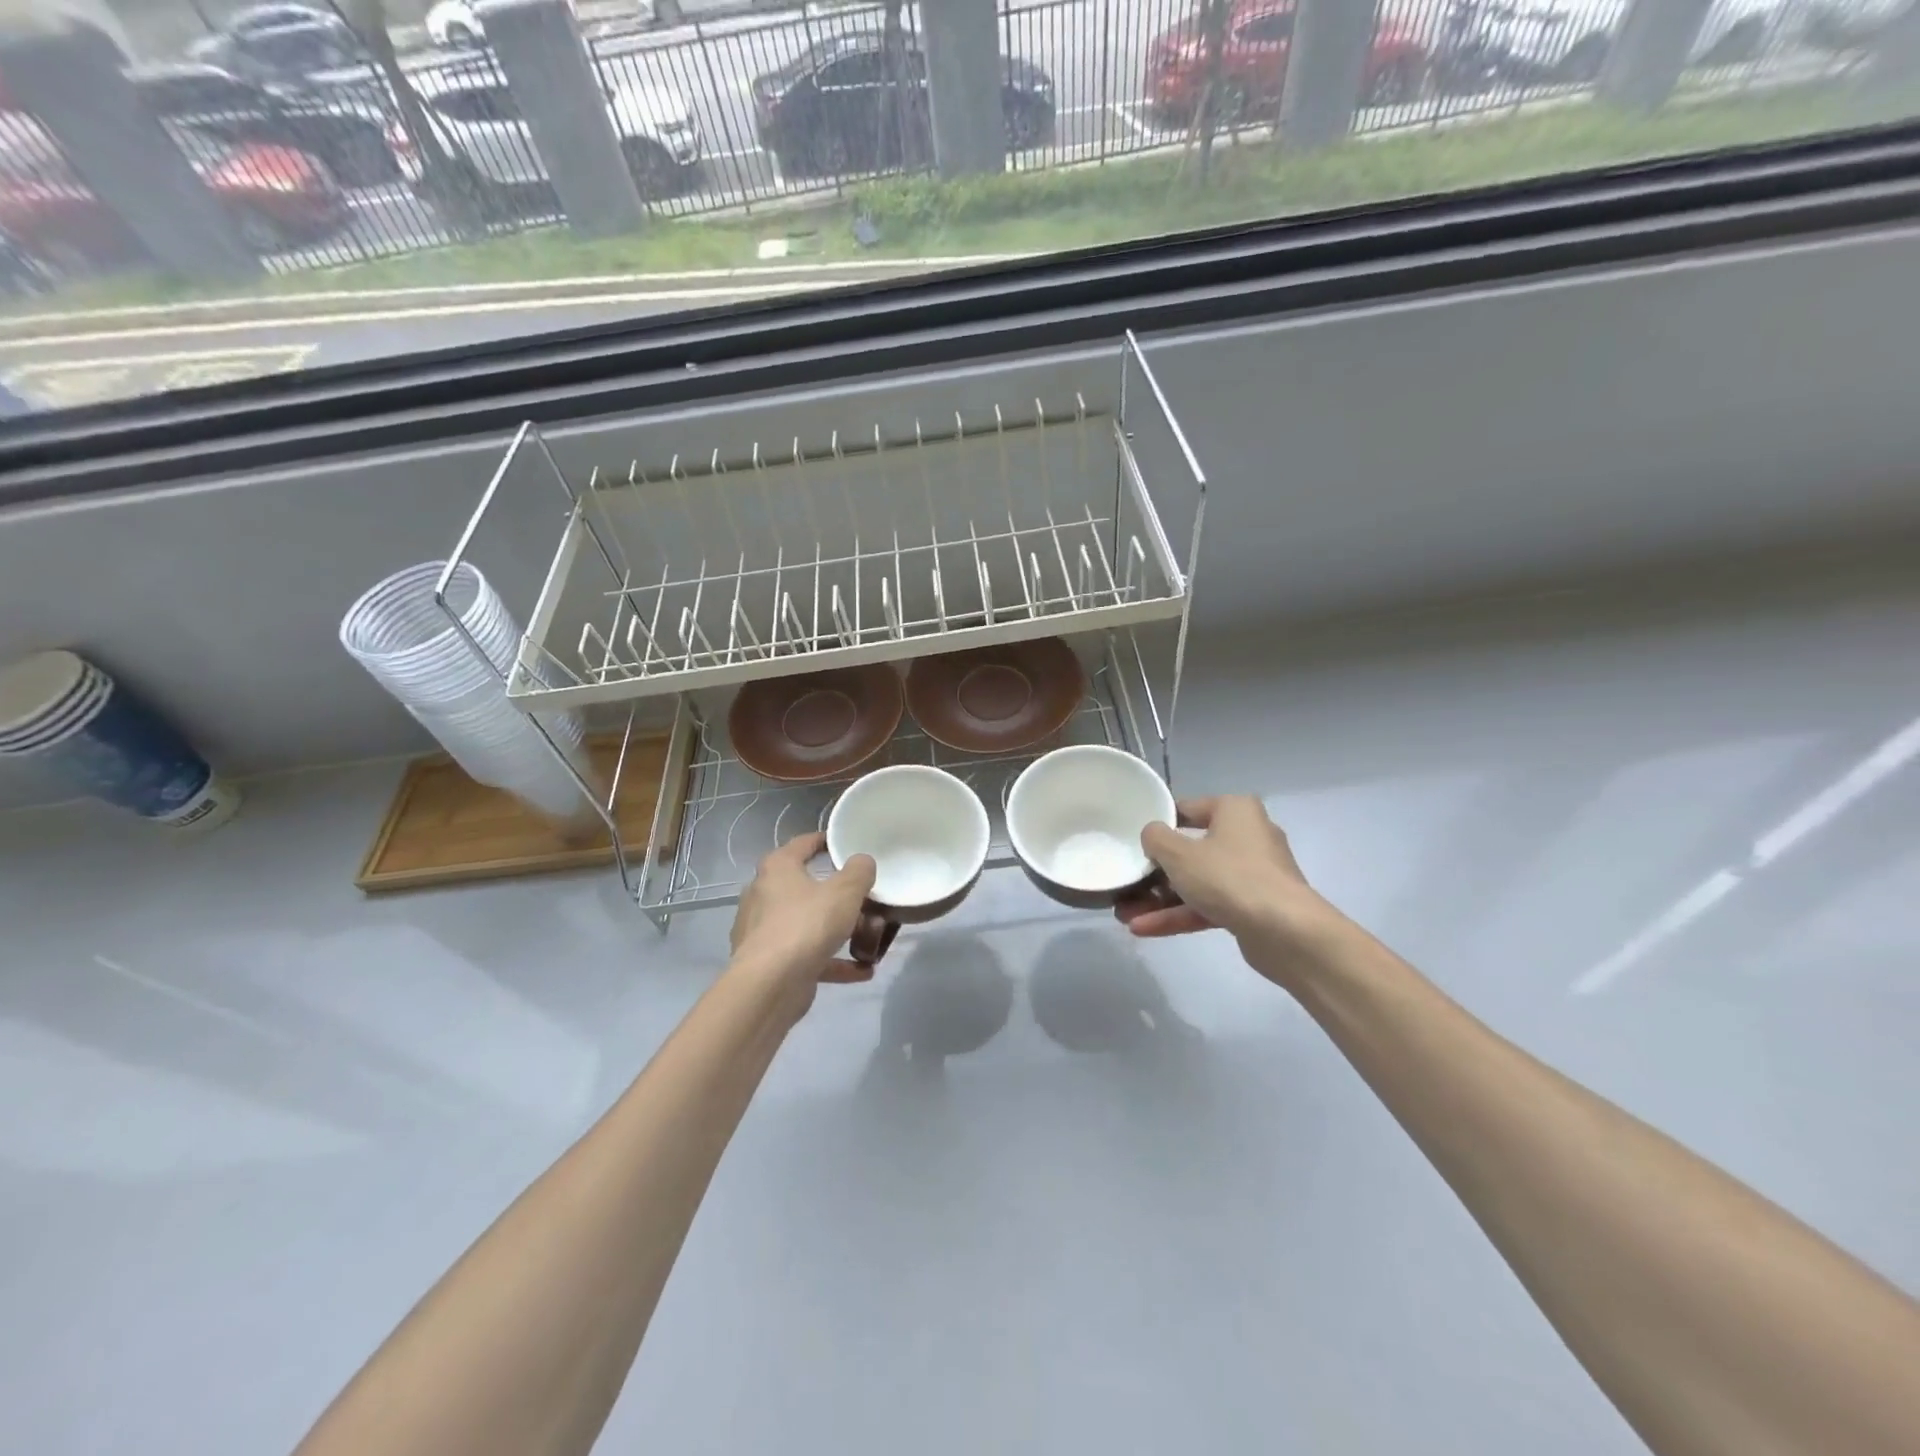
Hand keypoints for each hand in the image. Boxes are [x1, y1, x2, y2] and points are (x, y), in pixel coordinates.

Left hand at [729, 832, 876, 1006]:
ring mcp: (764, 931)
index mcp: (777, 868)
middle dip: (838, 894)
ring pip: (809, 924)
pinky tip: (863, 971)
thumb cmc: (806, 925)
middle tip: (865, 897)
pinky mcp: (770, 963)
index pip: (803, 843)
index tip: (847, 845)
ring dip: (838, 931)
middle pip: (808, 887)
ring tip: (870, 937)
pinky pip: (808, 956)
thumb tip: (862, 862)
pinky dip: (834, 961)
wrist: (769, 987)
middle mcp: (764, 895)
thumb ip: (859, 872)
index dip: (826, 841)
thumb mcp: (845, 892)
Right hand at [1115, 796, 1342, 987]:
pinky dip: (1180, 915)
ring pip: (1198, 882)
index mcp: (1235, 810)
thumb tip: (1153, 835)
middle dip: (1155, 872)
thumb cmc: (1229, 877)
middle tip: (1126, 883)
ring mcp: (1252, 875)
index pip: (1188, 808)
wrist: (1286, 932)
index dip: (1158, 823)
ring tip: (1125, 914)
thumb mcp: (1179, 853)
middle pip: (1191, 849)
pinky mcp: (1253, 907)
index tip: (1133, 840)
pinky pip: (1209, 905)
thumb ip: (1156, 838)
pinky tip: (1144, 929)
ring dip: (1161, 899)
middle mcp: (1247, 836)